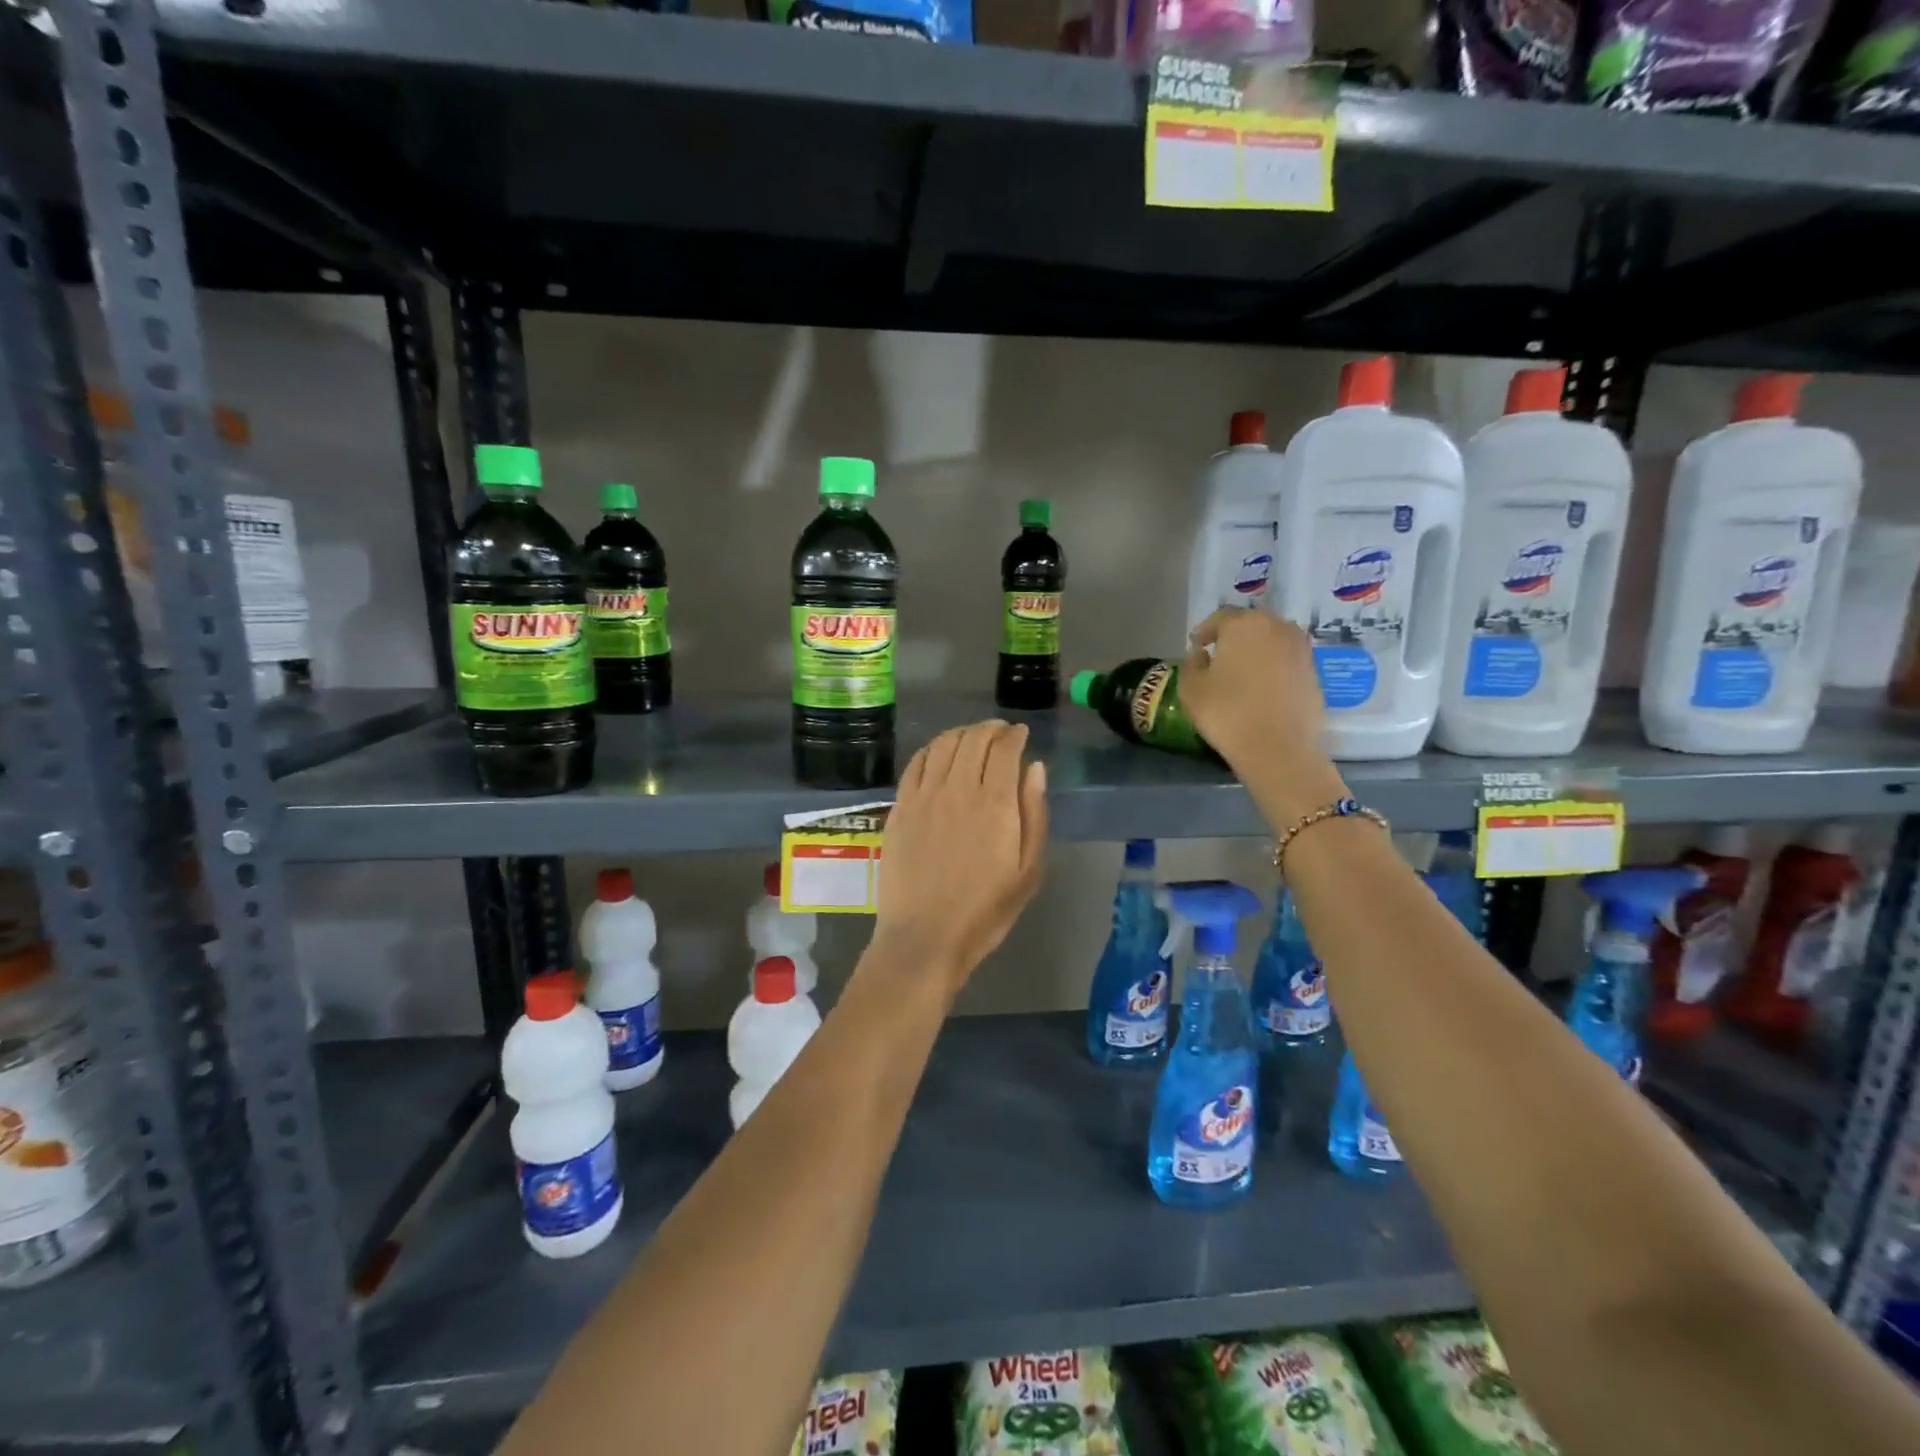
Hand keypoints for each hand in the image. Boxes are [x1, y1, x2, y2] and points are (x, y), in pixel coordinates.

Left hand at [875, 720, 1048, 997]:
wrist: (925, 937)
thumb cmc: (985, 910)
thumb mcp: (1028, 870)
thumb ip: (1034, 813)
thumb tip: (1034, 768)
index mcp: (995, 803)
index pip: (1004, 749)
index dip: (1014, 735)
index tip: (1021, 733)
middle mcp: (958, 789)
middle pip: (973, 739)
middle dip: (990, 729)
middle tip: (1000, 732)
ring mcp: (924, 796)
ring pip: (943, 745)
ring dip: (961, 733)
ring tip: (972, 736)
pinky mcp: (900, 808)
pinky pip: (915, 764)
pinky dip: (931, 749)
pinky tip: (938, 753)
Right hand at [1181, 609, 1346, 819]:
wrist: (1278, 749)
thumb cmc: (1227, 713)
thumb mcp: (1191, 688)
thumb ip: (1192, 663)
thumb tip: (1201, 654)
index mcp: (1244, 625)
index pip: (1220, 618)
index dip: (1205, 632)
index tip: (1196, 646)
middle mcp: (1277, 627)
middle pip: (1250, 625)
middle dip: (1233, 637)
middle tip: (1219, 655)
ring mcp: (1301, 648)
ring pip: (1272, 641)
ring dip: (1256, 650)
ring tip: (1241, 671)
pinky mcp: (1314, 672)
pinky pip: (1286, 660)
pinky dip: (1273, 666)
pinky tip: (1262, 687)